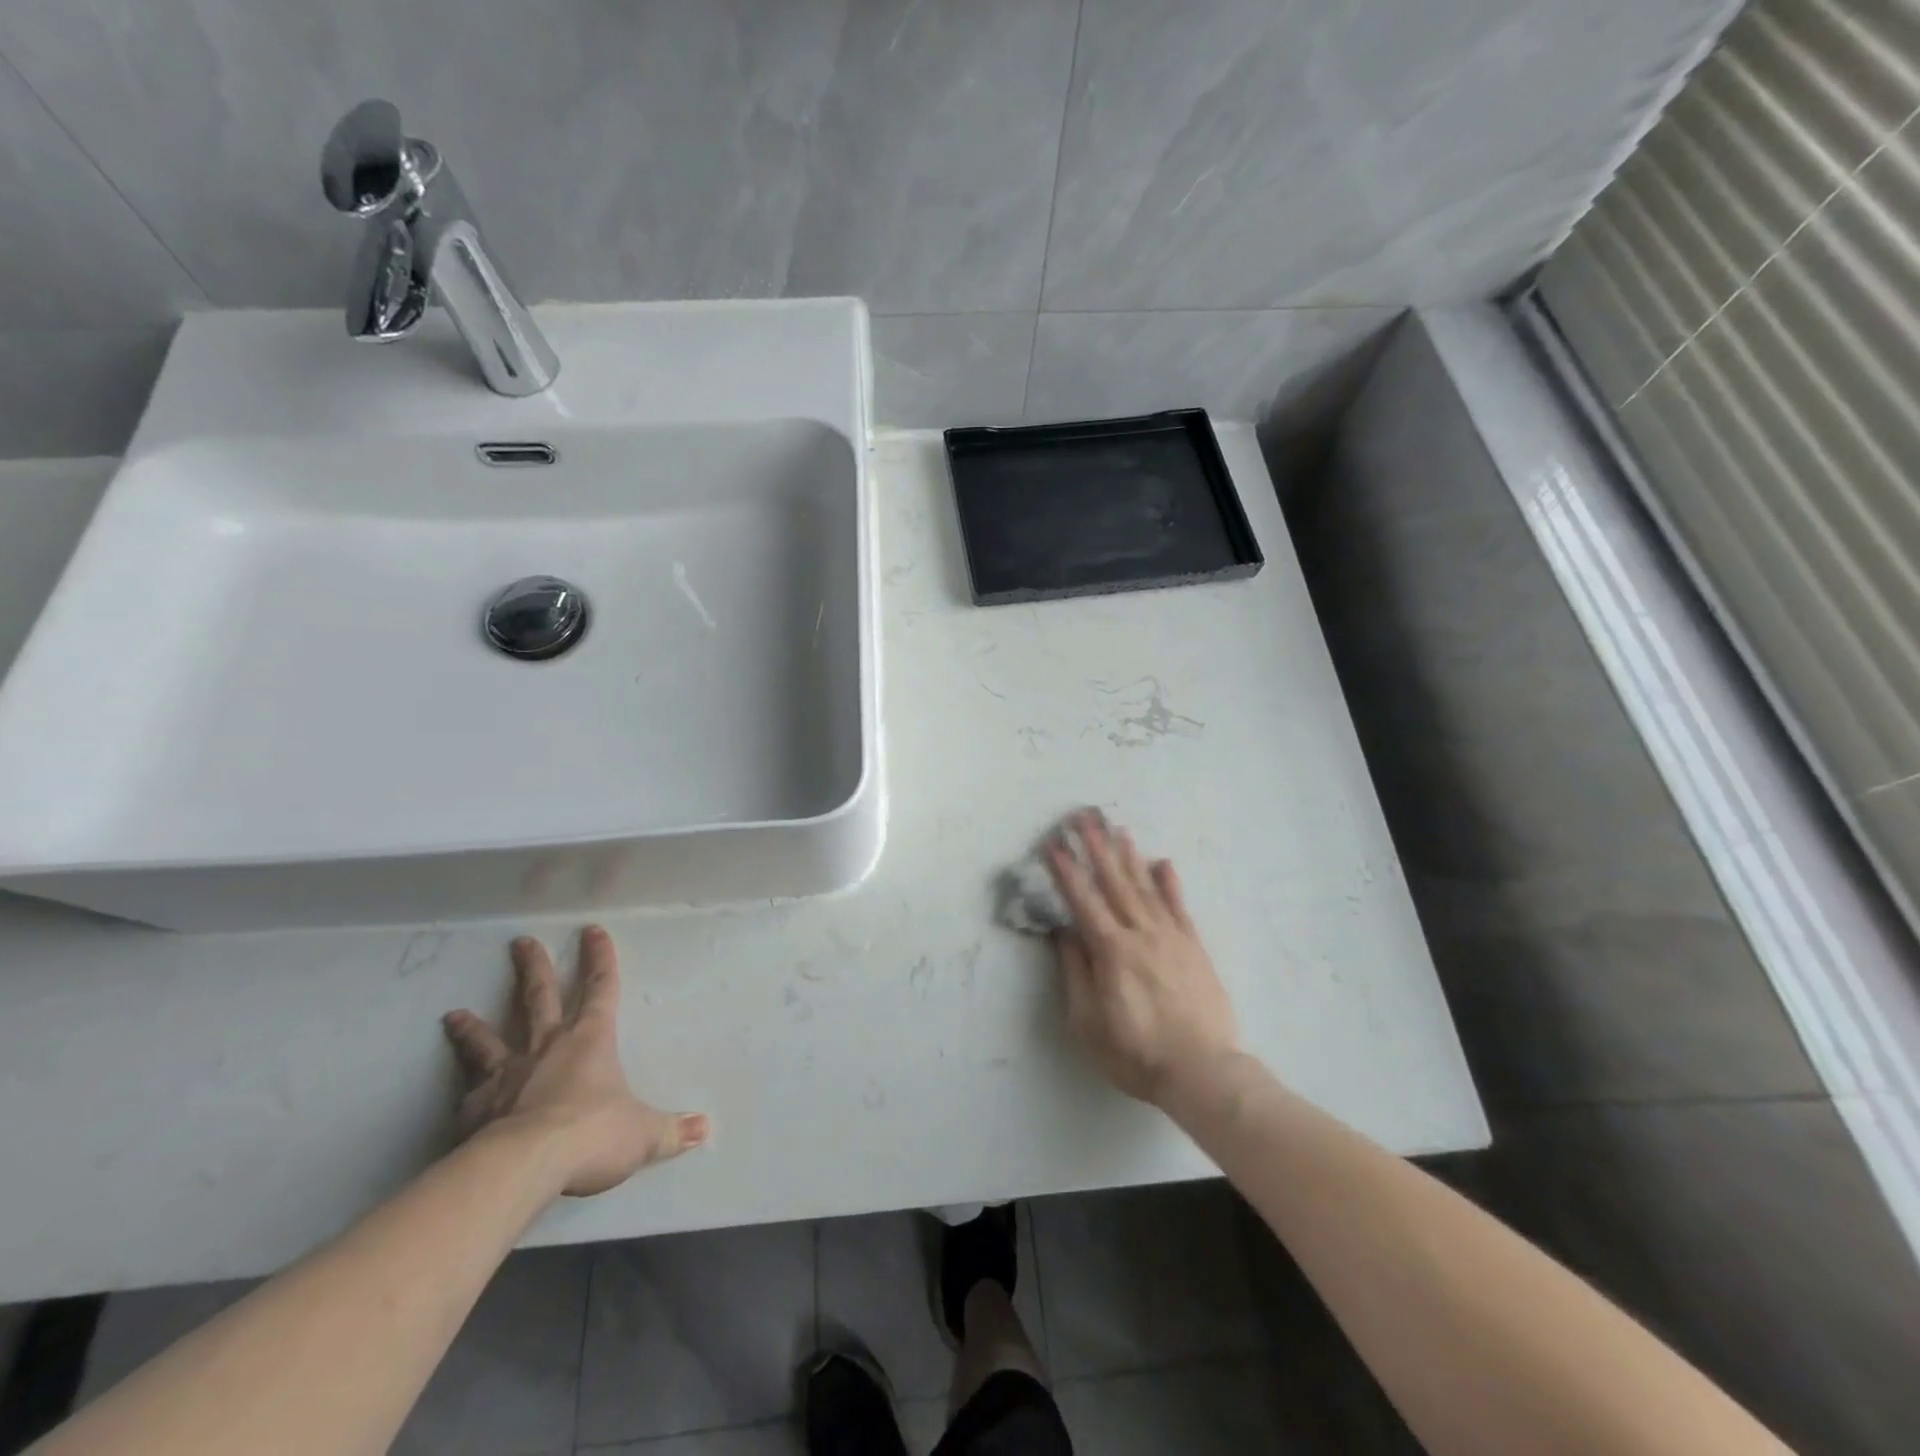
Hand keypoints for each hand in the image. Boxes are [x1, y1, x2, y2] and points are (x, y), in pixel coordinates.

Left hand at [443, 926, 707, 1196]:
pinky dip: (463, 1088)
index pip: (601, 988)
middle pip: (539, 997)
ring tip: (453, 1014)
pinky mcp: (475, 1108)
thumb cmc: (592, 1135)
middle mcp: (547, 1046)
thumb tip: (705, 1128)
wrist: (524, 1166)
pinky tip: (457, 1091)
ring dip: (474, 1027)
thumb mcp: (643, 1134)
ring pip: (489, 1040)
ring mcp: (506, 1075)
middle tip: (521, 942)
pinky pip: (467, 1092)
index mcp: (591, 1040)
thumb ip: (672, 1131)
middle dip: (534, 968)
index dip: (600, 959)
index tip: (592, 931)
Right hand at [1046, 810, 1238, 1105]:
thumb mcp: (1089, 1022)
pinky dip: (1169, 882)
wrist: (1203, 1071)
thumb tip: (1064, 933)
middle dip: (1095, 847)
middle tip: (1083, 817)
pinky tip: (1163, 862)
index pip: (1082, 900)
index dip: (1065, 870)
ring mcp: (1171, 937)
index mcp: (1111, 951)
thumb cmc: (1136, 1052)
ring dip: (1129, 856)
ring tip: (1117, 829)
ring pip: (1145, 887)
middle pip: (1114, 883)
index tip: (1052, 843)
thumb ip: (1076, 973)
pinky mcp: (1194, 947)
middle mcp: (1140, 933)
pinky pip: (1179, 906)